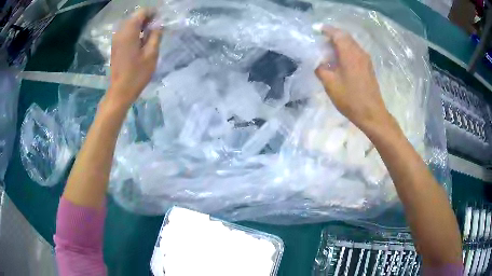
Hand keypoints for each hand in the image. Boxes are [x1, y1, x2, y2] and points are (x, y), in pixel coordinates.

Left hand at [106, 9, 162, 108]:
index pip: (142, 12)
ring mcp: (116, 39)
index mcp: (129, 32)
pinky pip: (126, 33)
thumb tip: (158, 24)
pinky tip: (142, 42)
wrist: (120, 91)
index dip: (153, 13)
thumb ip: (156, 35)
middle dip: (147, 20)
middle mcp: (120, 32)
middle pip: (135, 17)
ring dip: (142, 27)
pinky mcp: (115, 46)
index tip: (161, 20)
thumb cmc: (137, 74)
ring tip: (151, 36)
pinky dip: (135, 33)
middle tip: (158, 29)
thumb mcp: (151, 54)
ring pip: (131, 25)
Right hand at [315, 27, 392, 132]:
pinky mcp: (368, 67)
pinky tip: (340, 60)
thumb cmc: (350, 99)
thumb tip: (318, 62)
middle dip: (333, 35)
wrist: (372, 113)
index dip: (326, 30)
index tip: (316, 29)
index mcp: (349, 54)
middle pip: (345, 37)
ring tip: (329, 51)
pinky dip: (346, 50)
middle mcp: (359, 52)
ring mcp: (366, 59)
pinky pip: (356, 52)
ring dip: (340, 43)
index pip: (337, 34)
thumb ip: (321, 69)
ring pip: (351, 44)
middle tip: (321, 41)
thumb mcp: (330, 85)